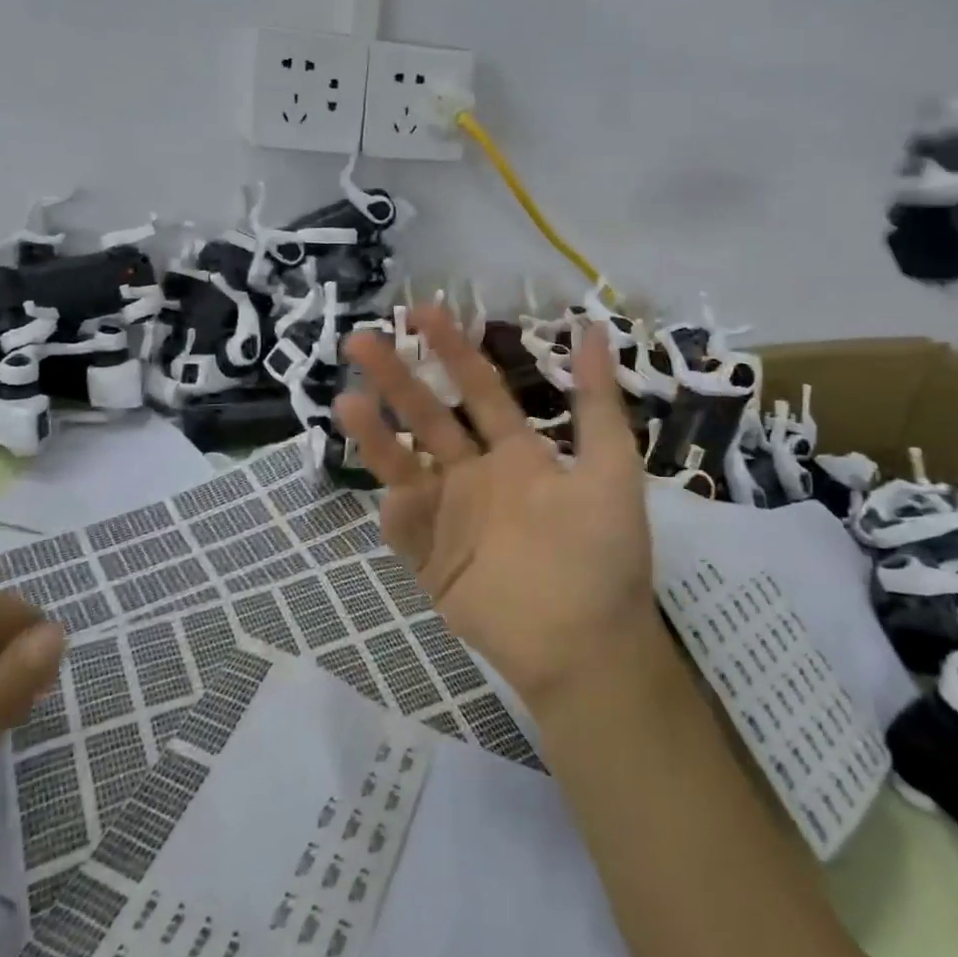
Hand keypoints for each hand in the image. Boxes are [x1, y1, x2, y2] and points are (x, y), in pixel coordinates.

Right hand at [336, 305, 657, 707]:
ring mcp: (451, 516)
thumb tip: (592, 327)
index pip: (479, 389)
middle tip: (361, 339)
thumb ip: (598, 401)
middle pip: (430, 416)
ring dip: (377, 435)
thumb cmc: (604, 553)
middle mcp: (478, 475)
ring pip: (404, 465)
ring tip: (346, 401)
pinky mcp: (432, 560)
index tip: (424, 311)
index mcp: (517, 452)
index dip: (454, 350)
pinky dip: (394, 509)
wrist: (588, 645)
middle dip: (398, 378)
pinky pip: (405, 529)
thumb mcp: (611, 467)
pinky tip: (391, 491)